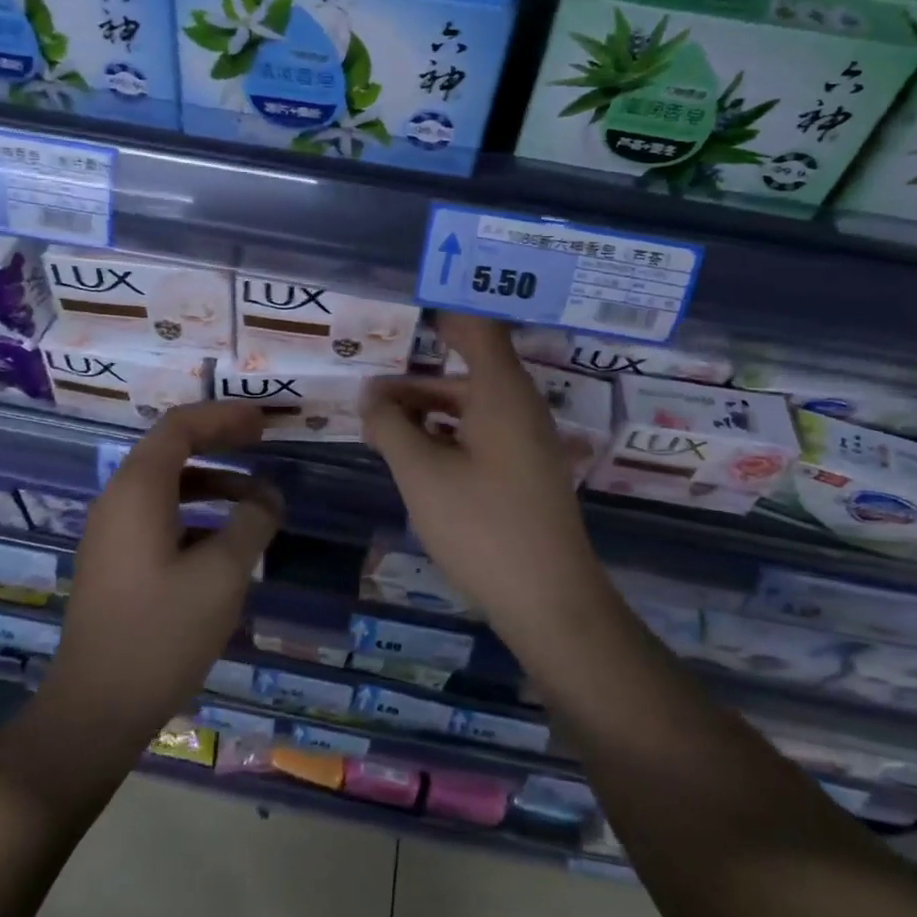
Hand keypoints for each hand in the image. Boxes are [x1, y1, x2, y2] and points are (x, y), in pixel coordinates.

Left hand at [41, 402, 282, 753]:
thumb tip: (267, 498)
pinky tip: (226, 539)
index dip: (223, 417)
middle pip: (170, 449)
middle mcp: (118, 500)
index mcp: (138, 490)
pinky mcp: (115, 562)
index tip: (263, 421)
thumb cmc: (161, 633)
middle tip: (262, 441)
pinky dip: (195, 512)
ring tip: (257, 496)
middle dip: (218, 440)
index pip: (180, 426)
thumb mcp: (221, 575)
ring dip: (211, 481)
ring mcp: (111, 533)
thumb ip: (252, 524)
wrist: (95, 709)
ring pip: (165, 485)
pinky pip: (158, 516)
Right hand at [361, 314, 610, 650]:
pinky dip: (445, 434)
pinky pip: (480, 434)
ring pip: (470, 406)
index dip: (441, 315)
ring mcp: (526, 442)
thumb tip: (370, 398)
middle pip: (466, 371)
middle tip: (366, 389)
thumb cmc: (482, 527)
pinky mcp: (524, 472)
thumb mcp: (421, 474)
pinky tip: (413, 455)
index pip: (476, 328)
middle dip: (414, 378)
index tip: (401, 314)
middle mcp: (519, 408)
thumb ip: (390, 427)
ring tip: (378, 425)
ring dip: (425, 410)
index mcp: (501, 393)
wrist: (550, 601)